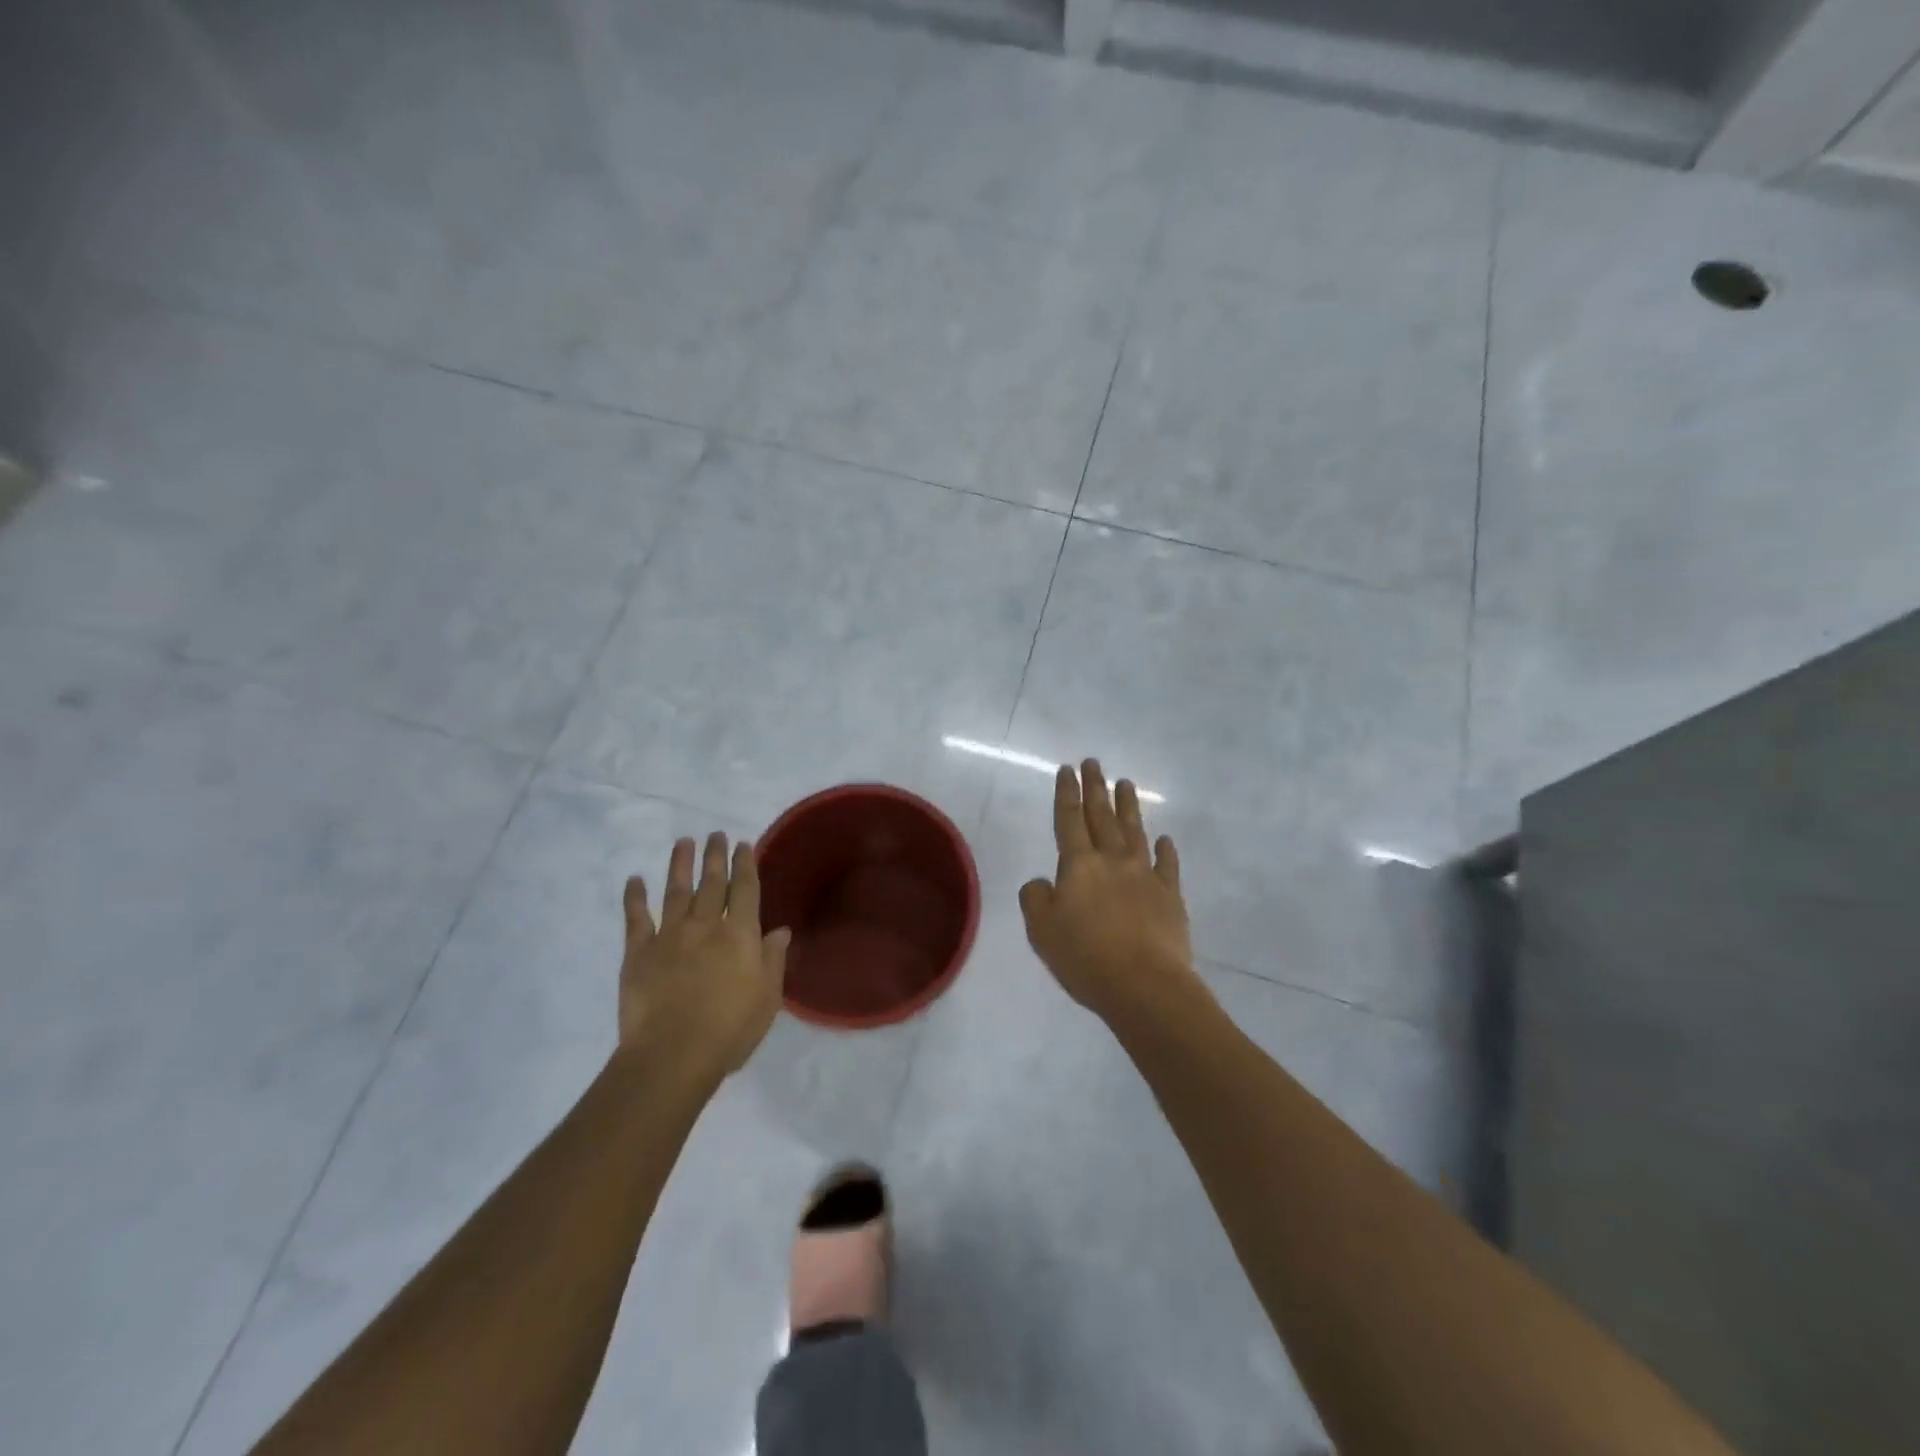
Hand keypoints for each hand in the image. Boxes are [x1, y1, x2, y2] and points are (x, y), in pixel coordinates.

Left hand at [619, 833, 791, 1076]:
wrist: (672, 1054)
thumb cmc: (729, 1030)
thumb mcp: (767, 997)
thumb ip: (773, 959)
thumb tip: (780, 930)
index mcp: (739, 934)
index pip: (745, 889)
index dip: (745, 864)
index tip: (743, 844)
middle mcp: (705, 925)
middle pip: (712, 883)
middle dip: (715, 856)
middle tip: (715, 834)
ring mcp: (669, 935)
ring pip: (676, 891)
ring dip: (680, 865)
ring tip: (683, 842)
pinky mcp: (638, 952)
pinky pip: (636, 918)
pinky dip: (634, 897)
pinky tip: (635, 880)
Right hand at [1019, 760, 1206, 1024]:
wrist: (1145, 985)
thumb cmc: (1085, 957)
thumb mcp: (1041, 930)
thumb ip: (1035, 899)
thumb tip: (1043, 882)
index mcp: (1079, 865)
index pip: (1069, 820)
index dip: (1067, 793)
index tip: (1068, 770)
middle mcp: (1112, 860)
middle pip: (1102, 816)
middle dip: (1096, 788)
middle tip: (1094, 762)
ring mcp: (1145, 875)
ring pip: (1134, 831)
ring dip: (1128, 806)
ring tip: (1126, 783)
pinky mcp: (1170, 896)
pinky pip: (1167, 865)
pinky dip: (1164, 849)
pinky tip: (1163, 838)